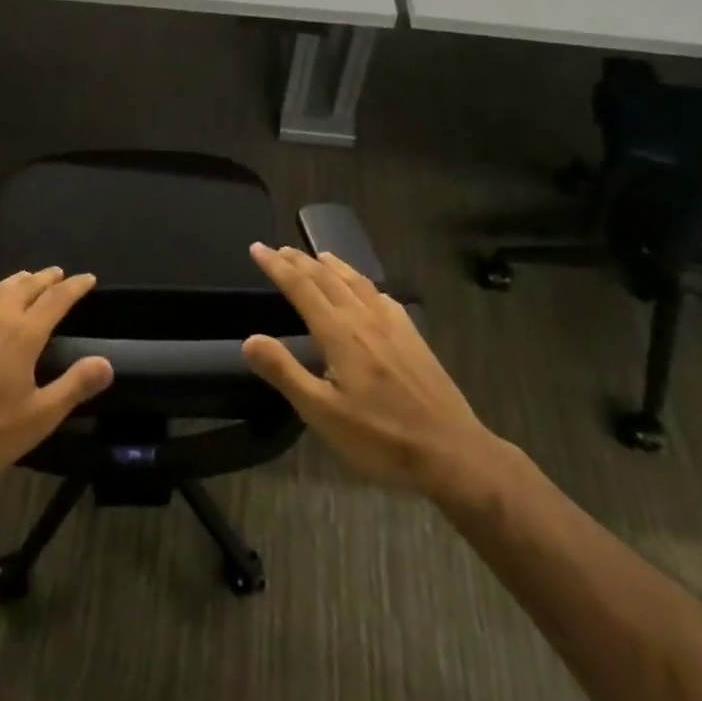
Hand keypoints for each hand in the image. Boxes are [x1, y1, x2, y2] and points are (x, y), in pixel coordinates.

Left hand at [0, 268, 111, 487]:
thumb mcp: (39, 417)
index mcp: (24, 336)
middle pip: (26, 288)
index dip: (74, 287)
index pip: (56, 300)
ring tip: (27, 277)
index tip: (87, 278)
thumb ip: (74, 386)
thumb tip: (106, 362)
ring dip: (15, 280)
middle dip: (46, 278)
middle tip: (58, 273)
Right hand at [242, 245, 504, 501]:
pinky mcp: (414, 338)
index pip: (301, 288)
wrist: (451, 452)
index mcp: (340, 334)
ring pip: (357, 282)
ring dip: (333, 265)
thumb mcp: (322, 413)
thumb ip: (284, 372)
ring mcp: (394, 326)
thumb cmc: (380, 437)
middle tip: (279, 249)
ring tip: (318, 255)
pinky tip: (368, 291)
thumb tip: (250, 340)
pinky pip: (382, 296)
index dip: (277, 266)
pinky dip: (364, 284)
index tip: (257, 248)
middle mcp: (365, 319)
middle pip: (328, 278)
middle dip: (300, 261)